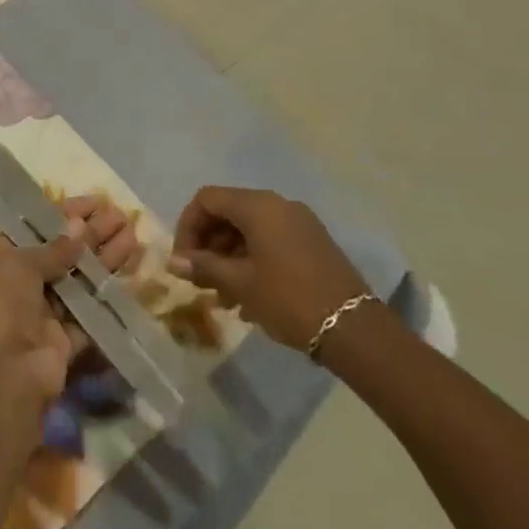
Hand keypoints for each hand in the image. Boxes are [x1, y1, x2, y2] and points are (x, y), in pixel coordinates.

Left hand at [0, 198, 135, 439]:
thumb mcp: (16, 264)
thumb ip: (51, 247)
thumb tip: (78, 226)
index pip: (29, 231)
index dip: (60, 215)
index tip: (92, 203)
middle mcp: (13, 289)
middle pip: (56, 254)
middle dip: (88, 234)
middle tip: (119, 215)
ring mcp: (39, 317)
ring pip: (76, 280)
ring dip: (103, 257)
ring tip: (131, 231)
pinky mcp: (63, 344)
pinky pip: (88, 311)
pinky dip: (107, 292)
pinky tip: (130, 270)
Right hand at [168, 186, 371, 351]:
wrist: (354, 328)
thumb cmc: (289, 299)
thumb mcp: (240, 284)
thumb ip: (204, 267)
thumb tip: (175, 261)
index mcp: (258, 206)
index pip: (207, 199)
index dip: (188, 226)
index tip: (184, 261)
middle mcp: (278, 204)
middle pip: (228, 211)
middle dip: (208, 243)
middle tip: (200, 279)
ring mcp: (298, 222)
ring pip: (249, 228)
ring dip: (228, 255)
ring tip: (222, 294)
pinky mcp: (311, 242)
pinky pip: (270, 239)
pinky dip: (251, 259)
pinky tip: (247, 295)